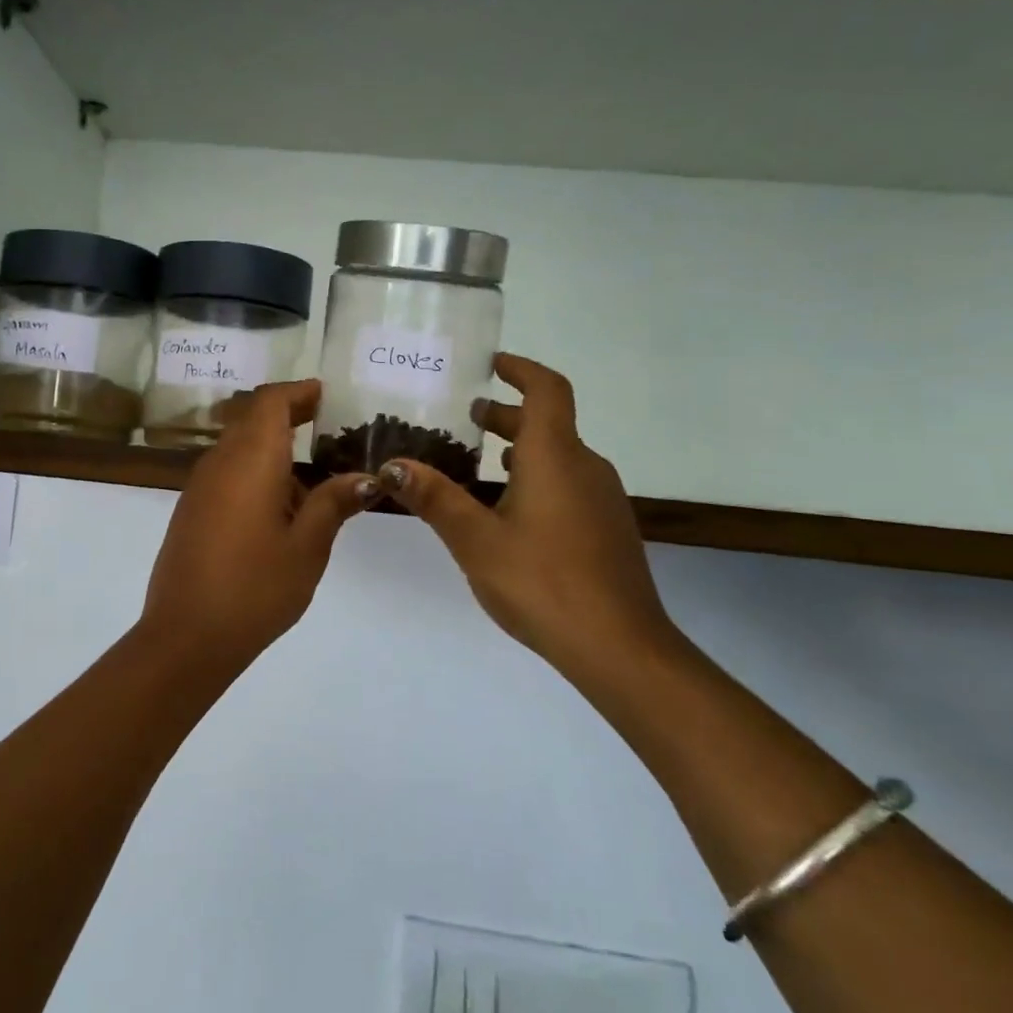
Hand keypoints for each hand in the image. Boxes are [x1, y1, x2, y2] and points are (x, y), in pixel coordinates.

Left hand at [141, 380, 374, 660]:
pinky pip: (227, 474)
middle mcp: (219, 462)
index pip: (270, 401)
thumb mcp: (307, 547)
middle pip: (252, 419)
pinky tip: (282, 509)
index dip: (297, 391)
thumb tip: (364, 477)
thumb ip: (333, 503)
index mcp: (250, 460)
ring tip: (315, 477)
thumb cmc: (255, 588)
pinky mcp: (191, 510)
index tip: (325, 395)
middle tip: (328, 427)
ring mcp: (200, 487)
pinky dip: (256, 473)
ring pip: (239, 447)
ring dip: (273, 449)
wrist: (185, 637)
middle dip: (288, 416)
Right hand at [374, 354, 680, 683]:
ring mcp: (602, 498)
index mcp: (555, 456)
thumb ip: (435, 498)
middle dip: (506, 414)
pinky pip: (569, 483)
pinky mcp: (607, 528)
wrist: (620, 648)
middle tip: (464, 419)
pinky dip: (537, 477)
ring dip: (520, 448)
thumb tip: (393, 465)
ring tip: (477, 464)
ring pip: (558, 455)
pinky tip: (509, 512)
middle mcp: (585, 466)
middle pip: (548, 422)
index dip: (520, 369)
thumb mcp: (475, 540)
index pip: (546, 389)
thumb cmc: (543, 582)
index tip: (489, 365)